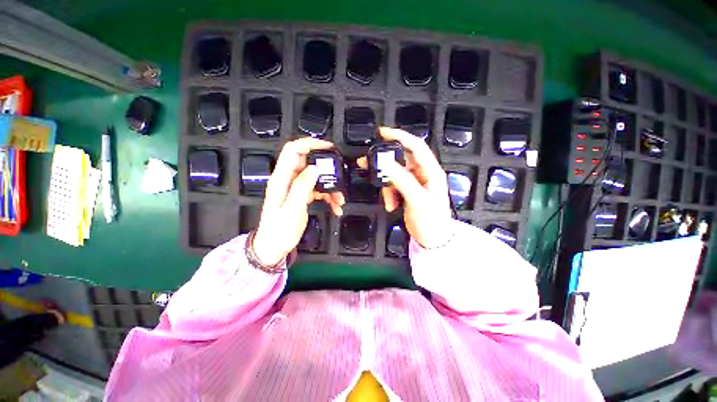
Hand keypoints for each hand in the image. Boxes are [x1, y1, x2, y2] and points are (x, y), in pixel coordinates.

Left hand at [253, 138, 344, 265]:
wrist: (273, 247)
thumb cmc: (279, 231)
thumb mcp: (291, 209)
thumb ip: (302, 187)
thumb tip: (315, 168)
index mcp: (281, 179)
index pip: (293, 150)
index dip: (310, 144)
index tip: (328, 147)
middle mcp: (288, 180)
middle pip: (308, 162)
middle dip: (326, 168)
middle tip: (339, 175)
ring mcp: (296, 188)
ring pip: (316, 177)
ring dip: (330, 187)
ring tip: (340, 200)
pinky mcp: (302, 196)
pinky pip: (318, 190)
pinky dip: (328, 196)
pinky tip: (336, 206)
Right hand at [359, 127, 452, 247]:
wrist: (433, 240)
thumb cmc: (431, 221)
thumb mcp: (417, 200)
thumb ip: (403, 180)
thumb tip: (387, 163)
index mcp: (432, 172)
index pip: (416, 146)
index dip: (400, 136)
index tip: (382, 133)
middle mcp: (423, 174)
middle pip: (402, 159)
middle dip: (385, 161)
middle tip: (367, 161)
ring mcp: (415, 183)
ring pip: (395, 174)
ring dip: (386, 183)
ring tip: (384, 197)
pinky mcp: (407, 192)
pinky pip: (394, 186)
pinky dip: (389, 194)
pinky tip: (390, 205)